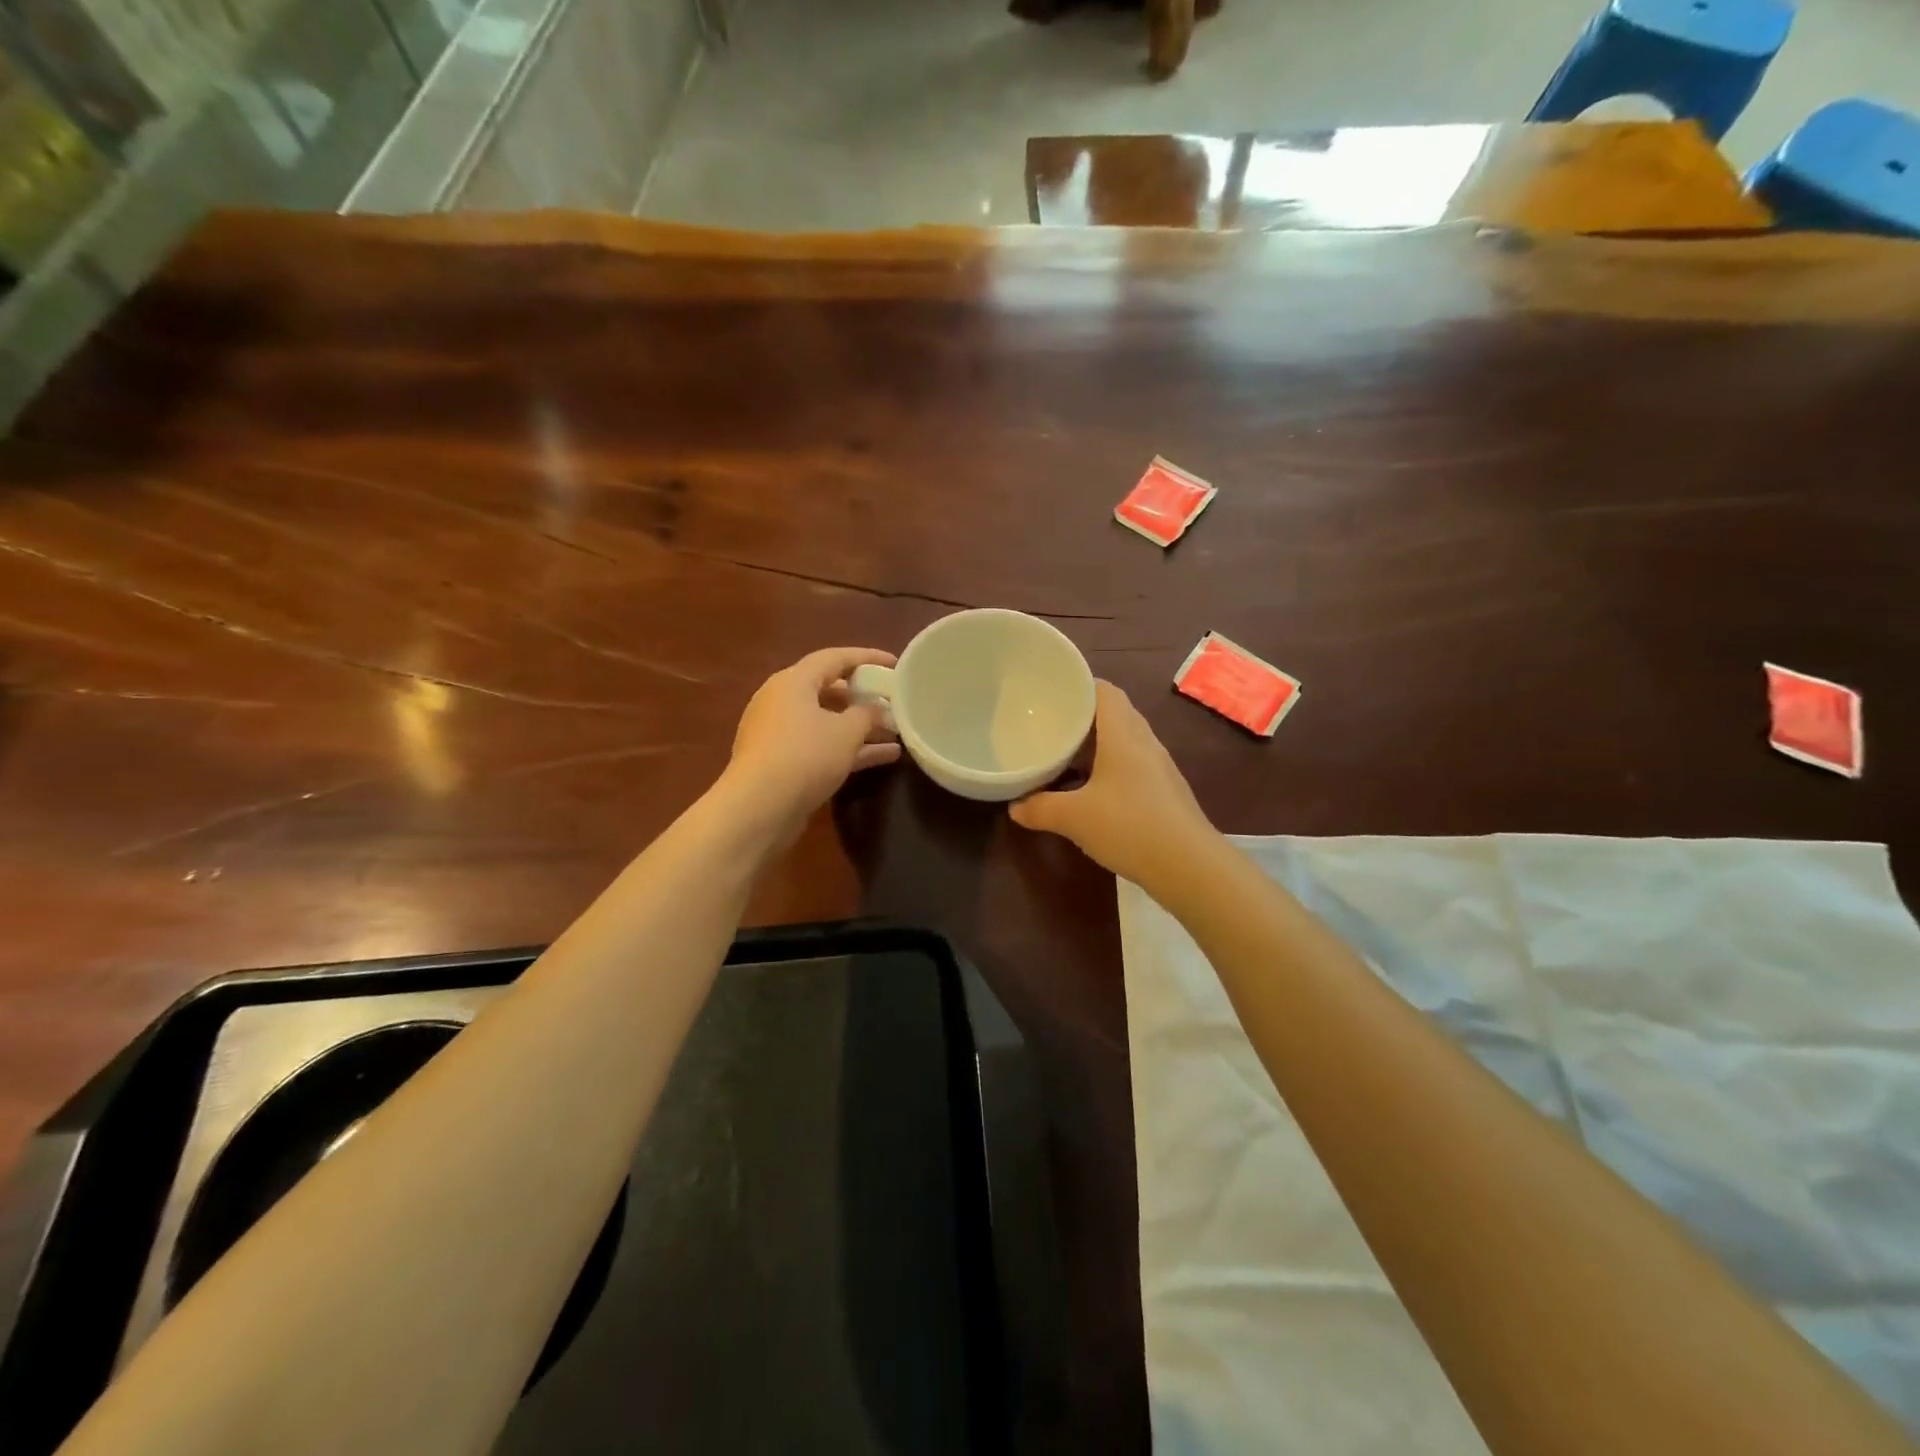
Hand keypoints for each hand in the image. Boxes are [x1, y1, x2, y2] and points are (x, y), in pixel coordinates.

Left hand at [724, 647, 899, 843]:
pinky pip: (821, 745)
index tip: (895, 665)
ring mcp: (779, 733)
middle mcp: (782, 701)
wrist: (759, 808)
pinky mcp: (781, 761)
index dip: (867, 658)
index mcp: (793, 681)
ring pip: (827, 721)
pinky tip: (883, 758)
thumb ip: (868, 714)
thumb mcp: (846, 732)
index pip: (834, 658)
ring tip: (896, 733)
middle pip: (829, 689)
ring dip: (860, 727)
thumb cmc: (805, 756)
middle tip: (893, 702)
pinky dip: (848, 748)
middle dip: (864, 697)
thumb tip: (878, 708)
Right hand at [1009, 681, 1214, 886]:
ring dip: (1096, 746)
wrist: (1190, 866)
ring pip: (1123, 742)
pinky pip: (1132, 767)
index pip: (1105, 691)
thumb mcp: (1074, 817)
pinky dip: (1108, 770)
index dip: (1080, 685)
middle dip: (1083, 717)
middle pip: (1114, 714)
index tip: (1052, 692)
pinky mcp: (1165, 793)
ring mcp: (1159, 768)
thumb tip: (1014, 807)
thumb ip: (1040, 808)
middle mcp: (1145, 743)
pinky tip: (1090, 792)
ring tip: (1064, 756)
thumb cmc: (1129, 826)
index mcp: (1123, 734)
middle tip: (1050, 724)